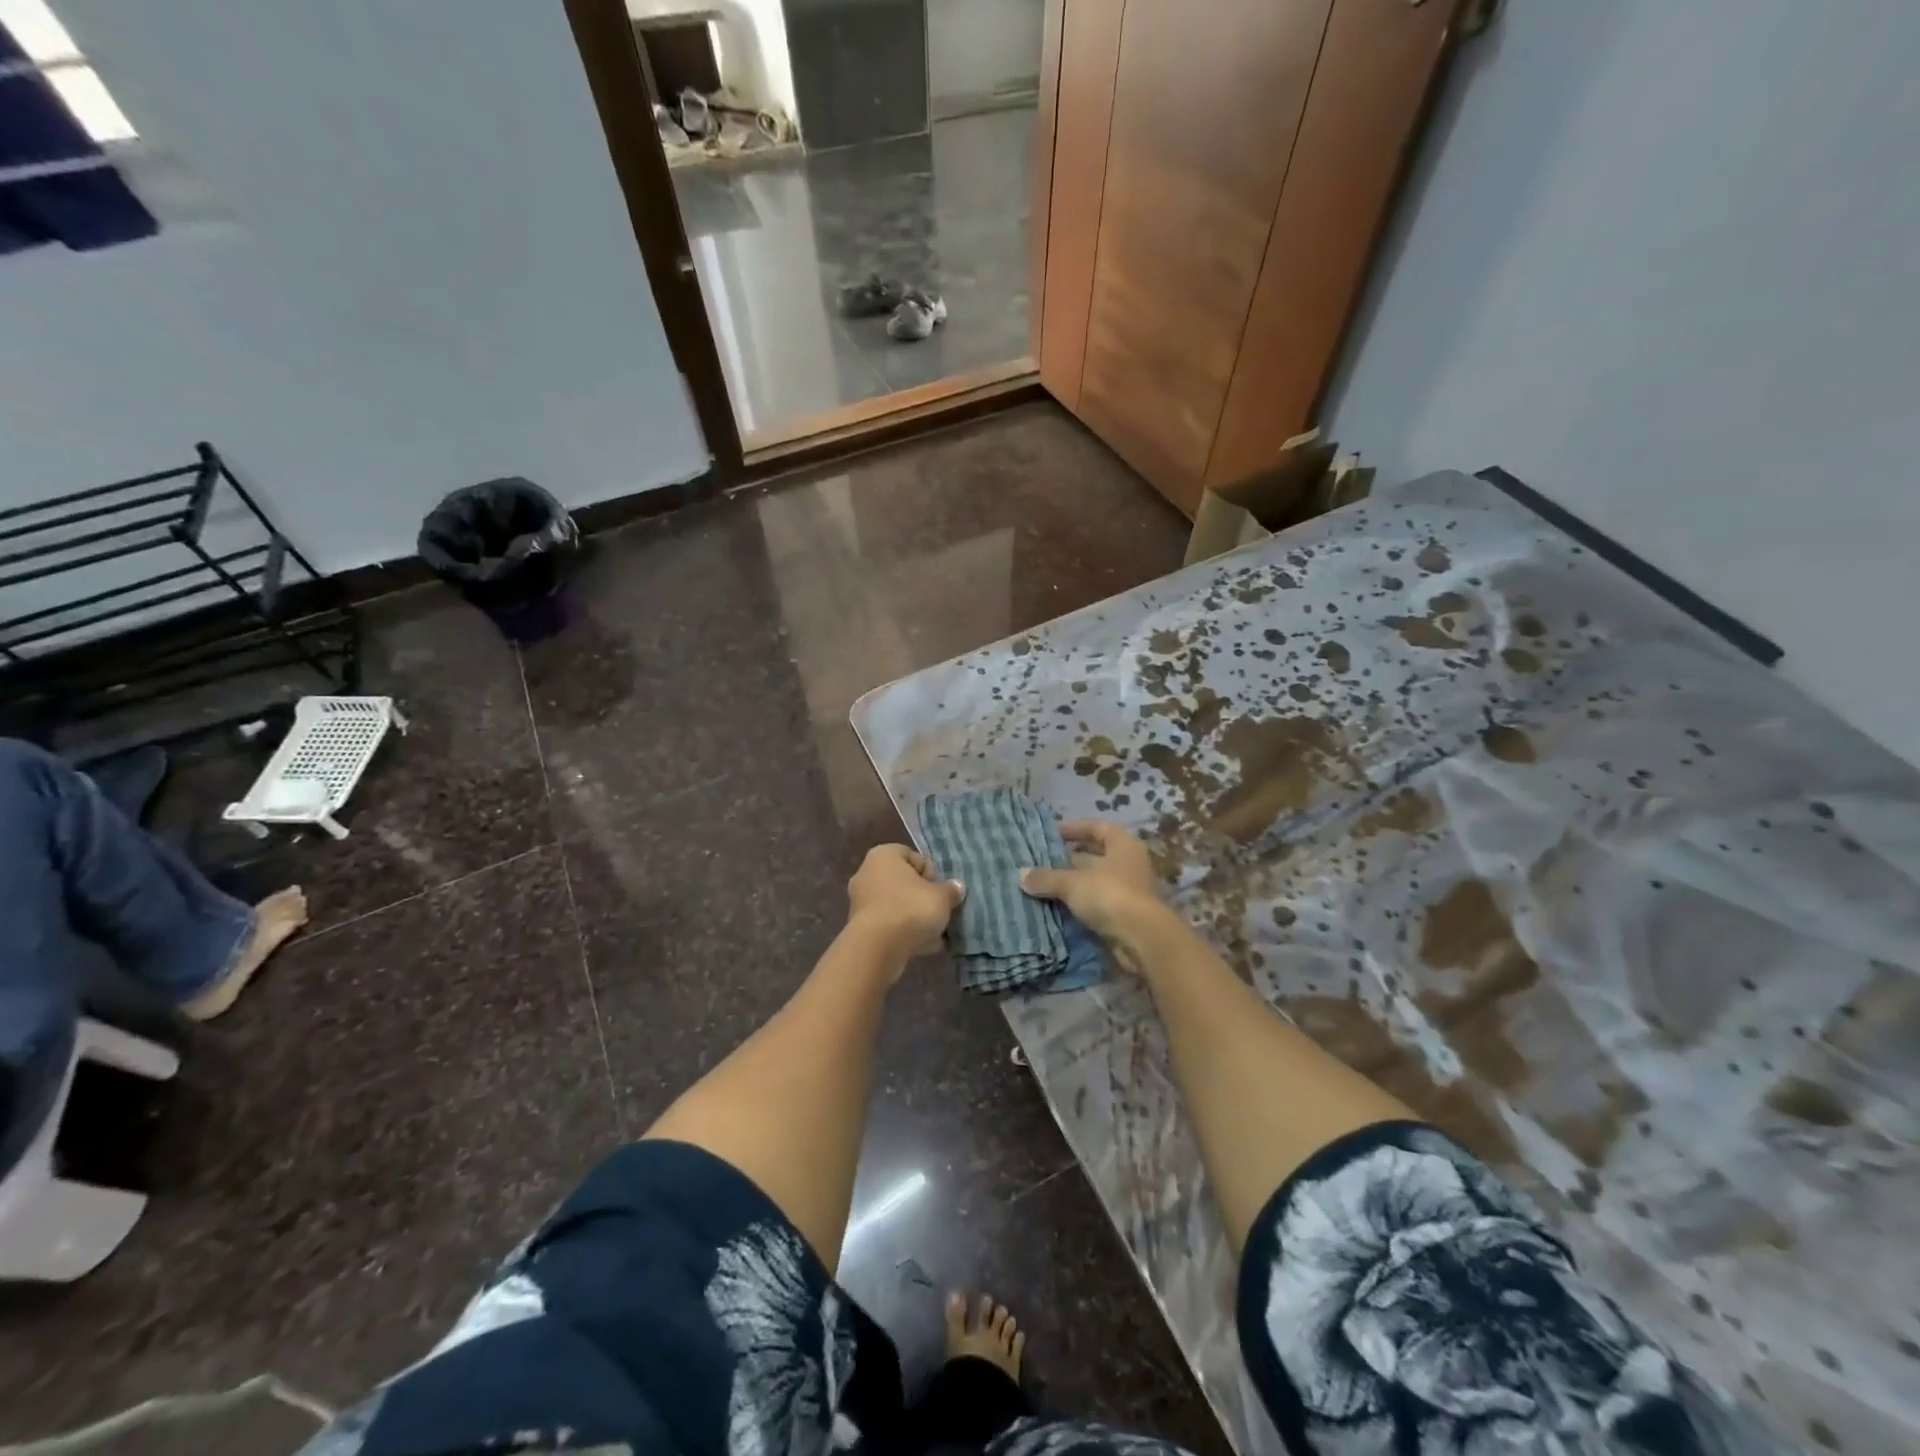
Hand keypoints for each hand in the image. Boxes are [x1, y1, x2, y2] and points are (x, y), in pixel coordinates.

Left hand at [846, 844, 964, 962]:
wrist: (878, 948)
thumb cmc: (910, 909)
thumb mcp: (942, 897)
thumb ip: (951, 890)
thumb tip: (956, 887)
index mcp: (883, 855)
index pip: (913, 856)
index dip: (931, 873)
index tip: (939, 890)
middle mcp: (867, 873)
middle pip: (903, 882)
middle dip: (922, 897)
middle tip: (938, 910)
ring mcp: (861, 901)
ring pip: (896, 905)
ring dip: (914, 917)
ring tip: (934, 933)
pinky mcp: (860, 927)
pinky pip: (888, 925)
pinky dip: (903, 933)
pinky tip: (922, 946)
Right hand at [1020, 820, 1165, 947]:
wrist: (1141, 939)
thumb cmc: (1109, 895)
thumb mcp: (1072, 883)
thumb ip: (1047, 877)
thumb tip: (1021, 875)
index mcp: (1122, 844)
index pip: (1096, 827)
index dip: (1073, 828)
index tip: (1050, 833)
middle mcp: (1128, 863)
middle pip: (1095, 854)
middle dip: (1068, 858)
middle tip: (1040, 860)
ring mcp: (1128, 890)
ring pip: (1093, 880)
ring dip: (1071, 882)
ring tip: (1042, 883)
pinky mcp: (1123, 914)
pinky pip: (1095, 902)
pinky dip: (1078, 903)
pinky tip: (1055, 906)